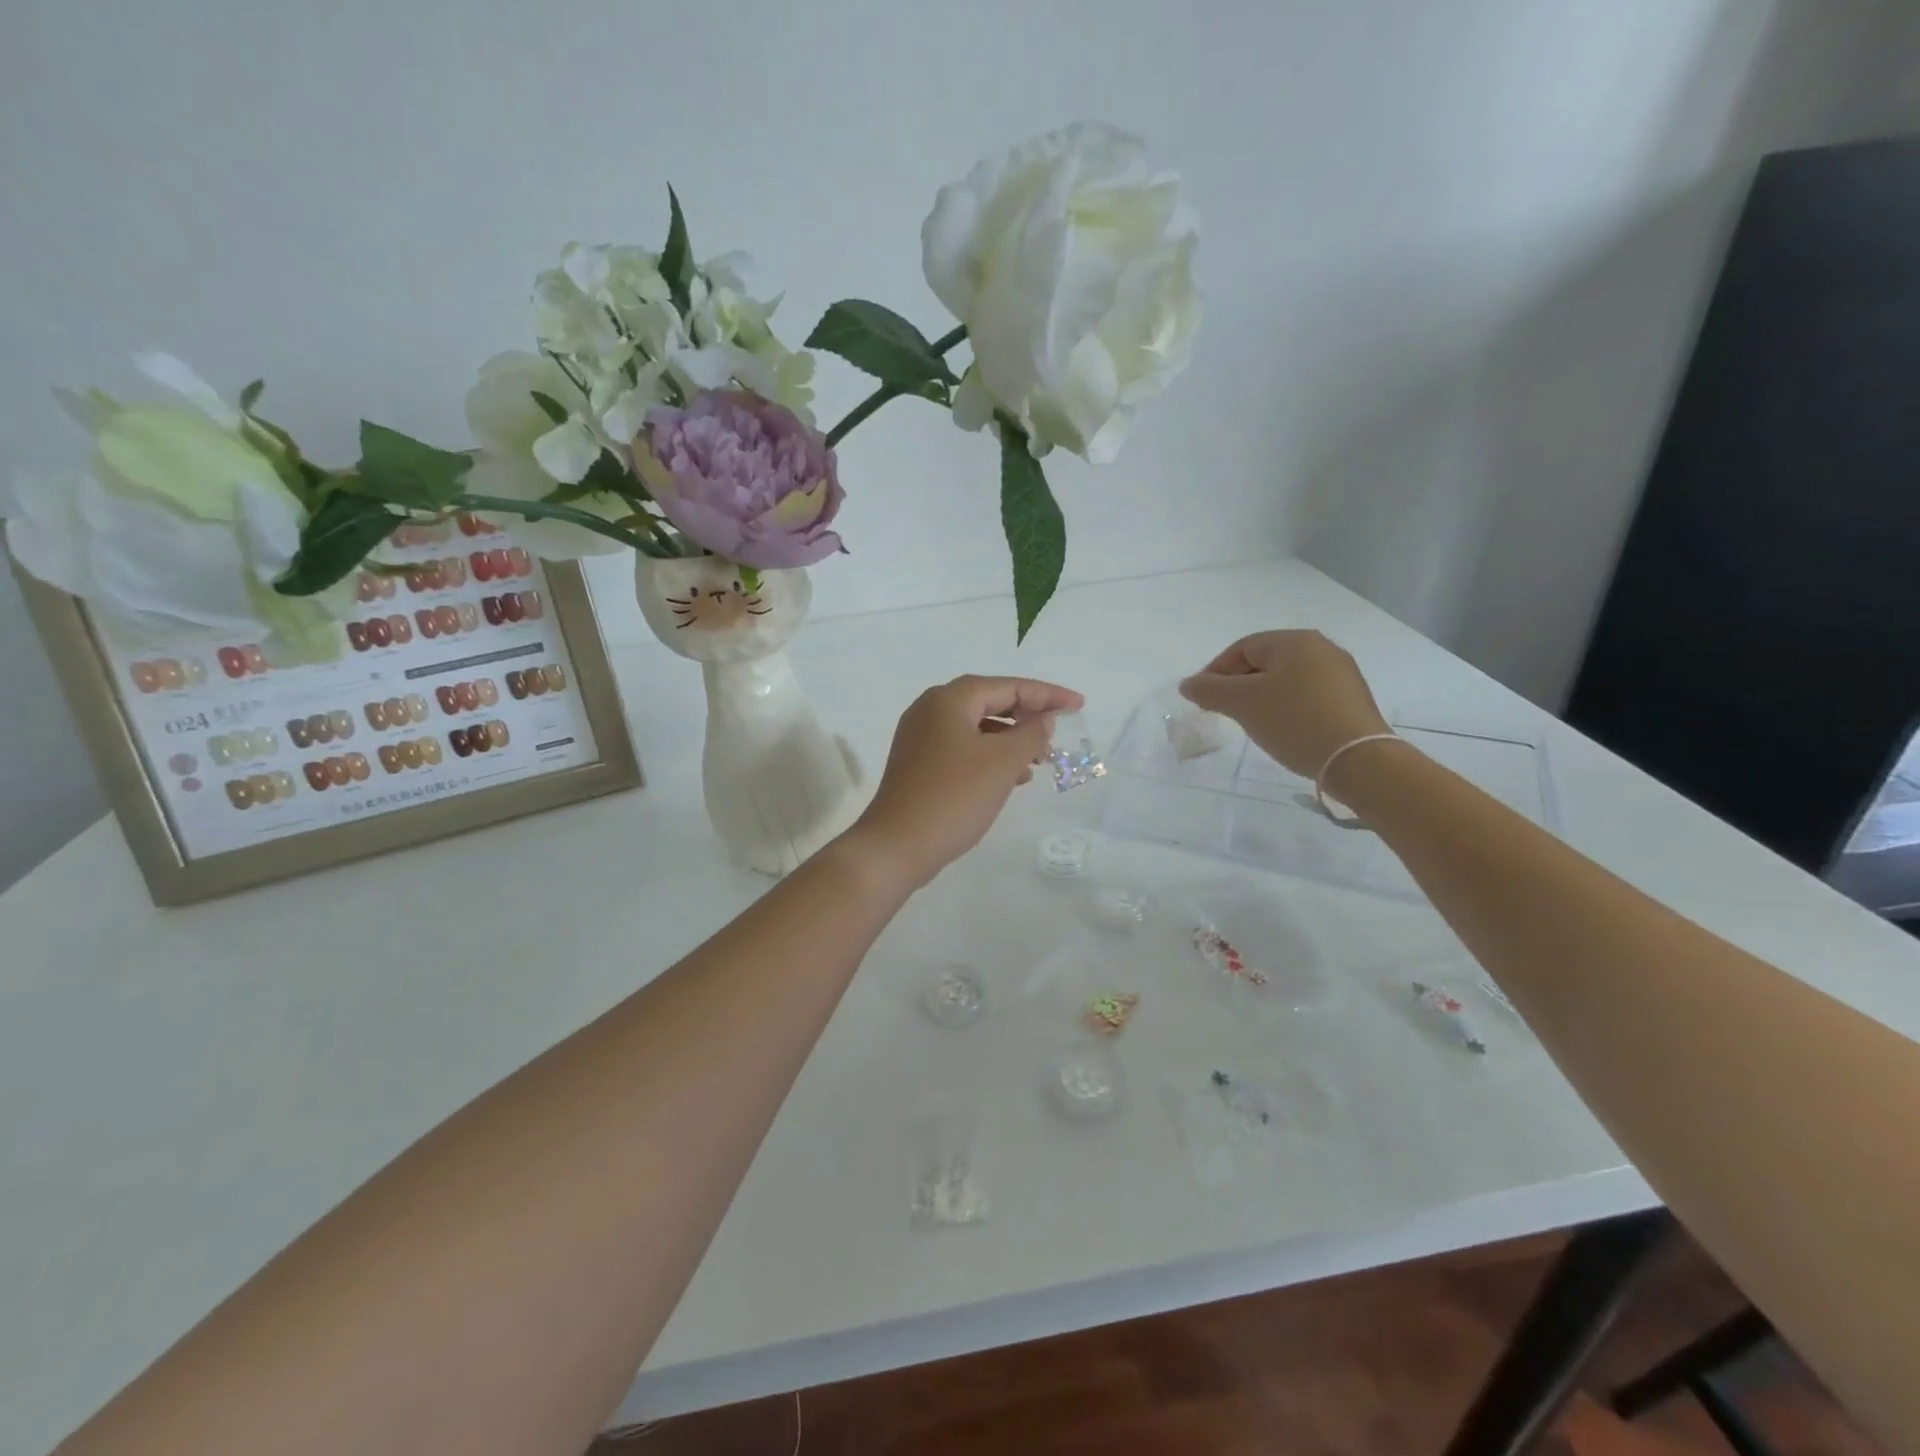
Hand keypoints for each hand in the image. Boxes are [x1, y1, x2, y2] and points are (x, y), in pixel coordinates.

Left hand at [847, 674, 1084, 889]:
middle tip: (1059, 729)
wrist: (896, 845)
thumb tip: (1042, 719)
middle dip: (1027, 715)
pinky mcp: (918, 763)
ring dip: (1010, 739)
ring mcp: (920, 737)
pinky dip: (990, 756)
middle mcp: (931, 709)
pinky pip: (963, 748)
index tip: (1079, 704)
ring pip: (977, 727)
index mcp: (949, 699)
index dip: (1048, 695)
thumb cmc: (954, 797)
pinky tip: (1011, 778)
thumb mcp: (1002, 763)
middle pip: (990, 701)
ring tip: (1039, 759)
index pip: (1009, 686)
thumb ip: (1031, 734)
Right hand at [1179, 631, 1390, 780]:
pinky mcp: (1351, 700)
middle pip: (1265, 662)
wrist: (1359, 761)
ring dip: (1262, 698)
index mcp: (1295, 641)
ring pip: (1286, 680)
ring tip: (1251, 724)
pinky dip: (1286, 708)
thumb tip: (1188, 684)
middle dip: (1238, 685)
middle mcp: (1322, 648)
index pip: (1242, 648)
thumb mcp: (1243, 704)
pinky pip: (1307, 695)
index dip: (1215, 671)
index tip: (1202, 700)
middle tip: (1224, 712)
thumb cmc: (1294, 722)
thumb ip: (1209, 690)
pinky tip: (1283, 730)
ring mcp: (1341, 674)